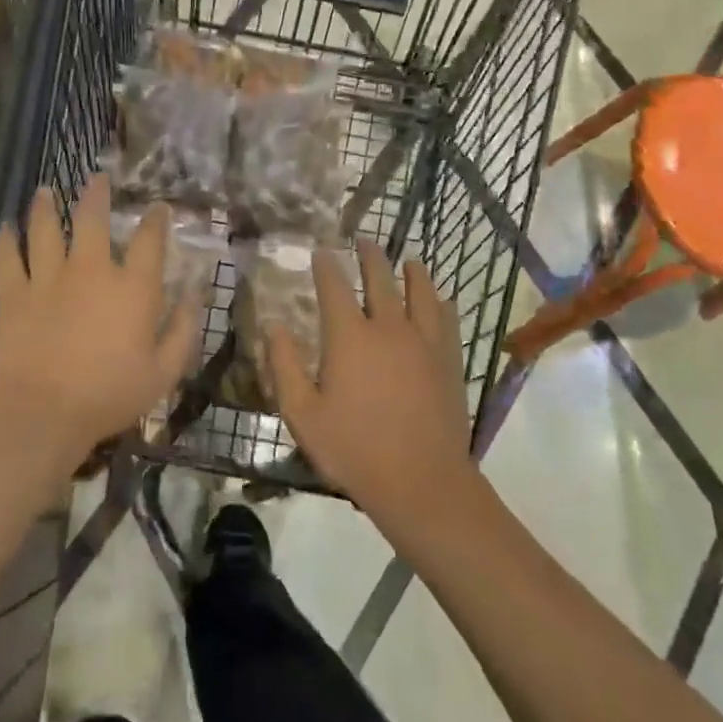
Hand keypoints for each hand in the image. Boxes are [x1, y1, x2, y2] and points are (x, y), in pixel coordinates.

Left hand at [0, 174, 200, 471]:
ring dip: (46, 207)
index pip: (149, 240)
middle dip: (96, 194)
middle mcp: (90, 270)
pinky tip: (3, 229)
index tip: (158, 207)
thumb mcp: (164, 372)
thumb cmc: (110, 395)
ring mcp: (48, 279)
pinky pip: (6, 259)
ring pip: (44, 229)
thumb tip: (194, 297)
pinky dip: (4, 241)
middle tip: (96, 178)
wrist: (44, 413)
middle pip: (92, 219)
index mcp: (132, 287)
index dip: (156, 219)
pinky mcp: (13, 295)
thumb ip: (183, 331)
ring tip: (46, 191)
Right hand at [268, 237, 477, 521]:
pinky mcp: (449, 360)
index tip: (321, 251)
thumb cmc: (353, 449)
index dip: (326, 266)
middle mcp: (389, 327)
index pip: (334, 287)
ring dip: (412, 271)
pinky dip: (441, 303)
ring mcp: (424, 342)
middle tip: (363, 241)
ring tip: (408, 259)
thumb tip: (273, 326)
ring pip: (420, 292)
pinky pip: (446, 320)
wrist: (421, 480)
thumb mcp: (302, 414)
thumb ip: (284, 366)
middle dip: (370, 257)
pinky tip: (442, 299)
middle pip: (380, 279)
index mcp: (350, 336)